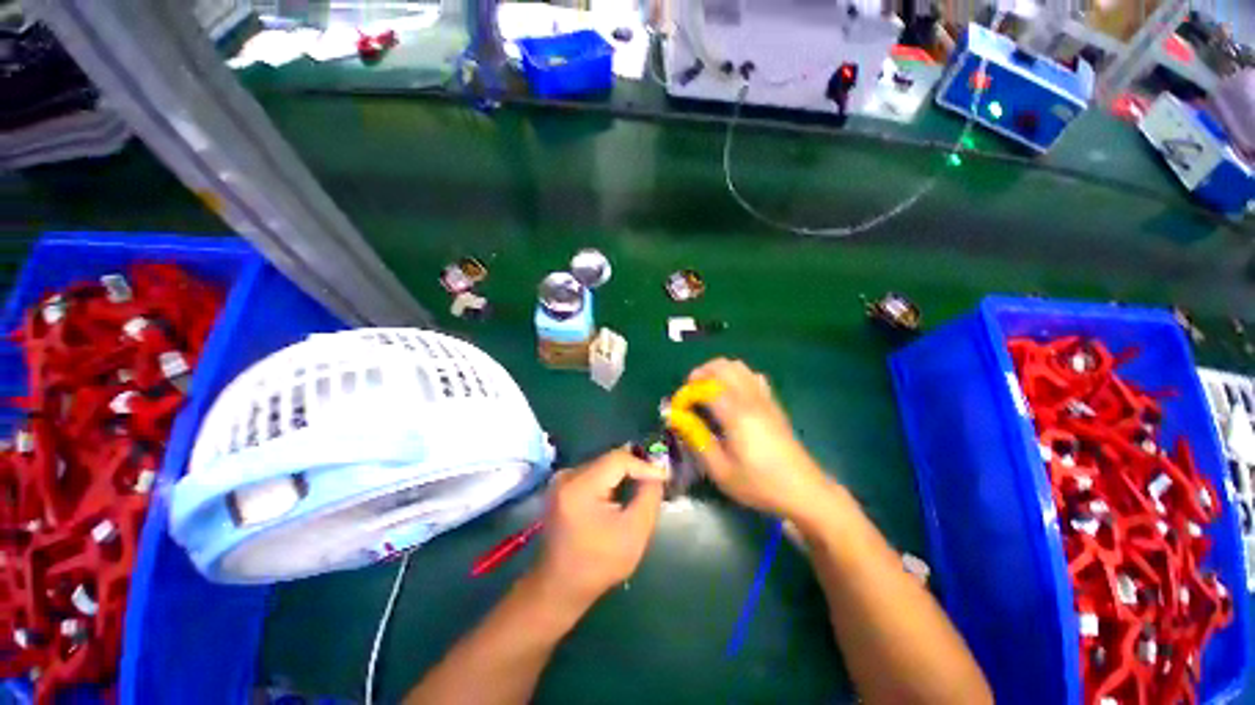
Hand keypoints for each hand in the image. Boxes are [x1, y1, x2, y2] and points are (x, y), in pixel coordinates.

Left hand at [531, 449, 666, 610]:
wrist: (561, 586)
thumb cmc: (599, 564)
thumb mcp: (634, 533)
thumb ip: (648, 497)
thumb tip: (656, 473)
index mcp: (580, 487)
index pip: (618, 460)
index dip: (644, 465)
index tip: (664, 476)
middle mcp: (567, 476)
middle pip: (609, 461)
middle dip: (635, 469)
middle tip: (657, 479)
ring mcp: (561, 480)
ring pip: (603, 465)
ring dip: (624, 474)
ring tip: (644, 484)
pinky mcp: (562, 486)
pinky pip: (594, 473)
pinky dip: (611, 480)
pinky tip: (623, 492)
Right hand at [685, 358, 830, 520]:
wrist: (804, 490)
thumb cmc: (759, 484)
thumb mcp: (721, 471)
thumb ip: (697, 440)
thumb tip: (677, 418)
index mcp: (736, 414)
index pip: (705, 387)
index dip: (687, 393)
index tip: (678, 409)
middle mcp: (750, 399)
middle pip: (722, 366)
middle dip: (700, 374)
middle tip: (690, 395)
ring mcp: (764, 398)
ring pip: (738, 366)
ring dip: (717, 371)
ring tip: (706, 391)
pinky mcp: (773, 402)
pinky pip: (752, 375)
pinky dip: (735, 375)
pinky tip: (731, 394)